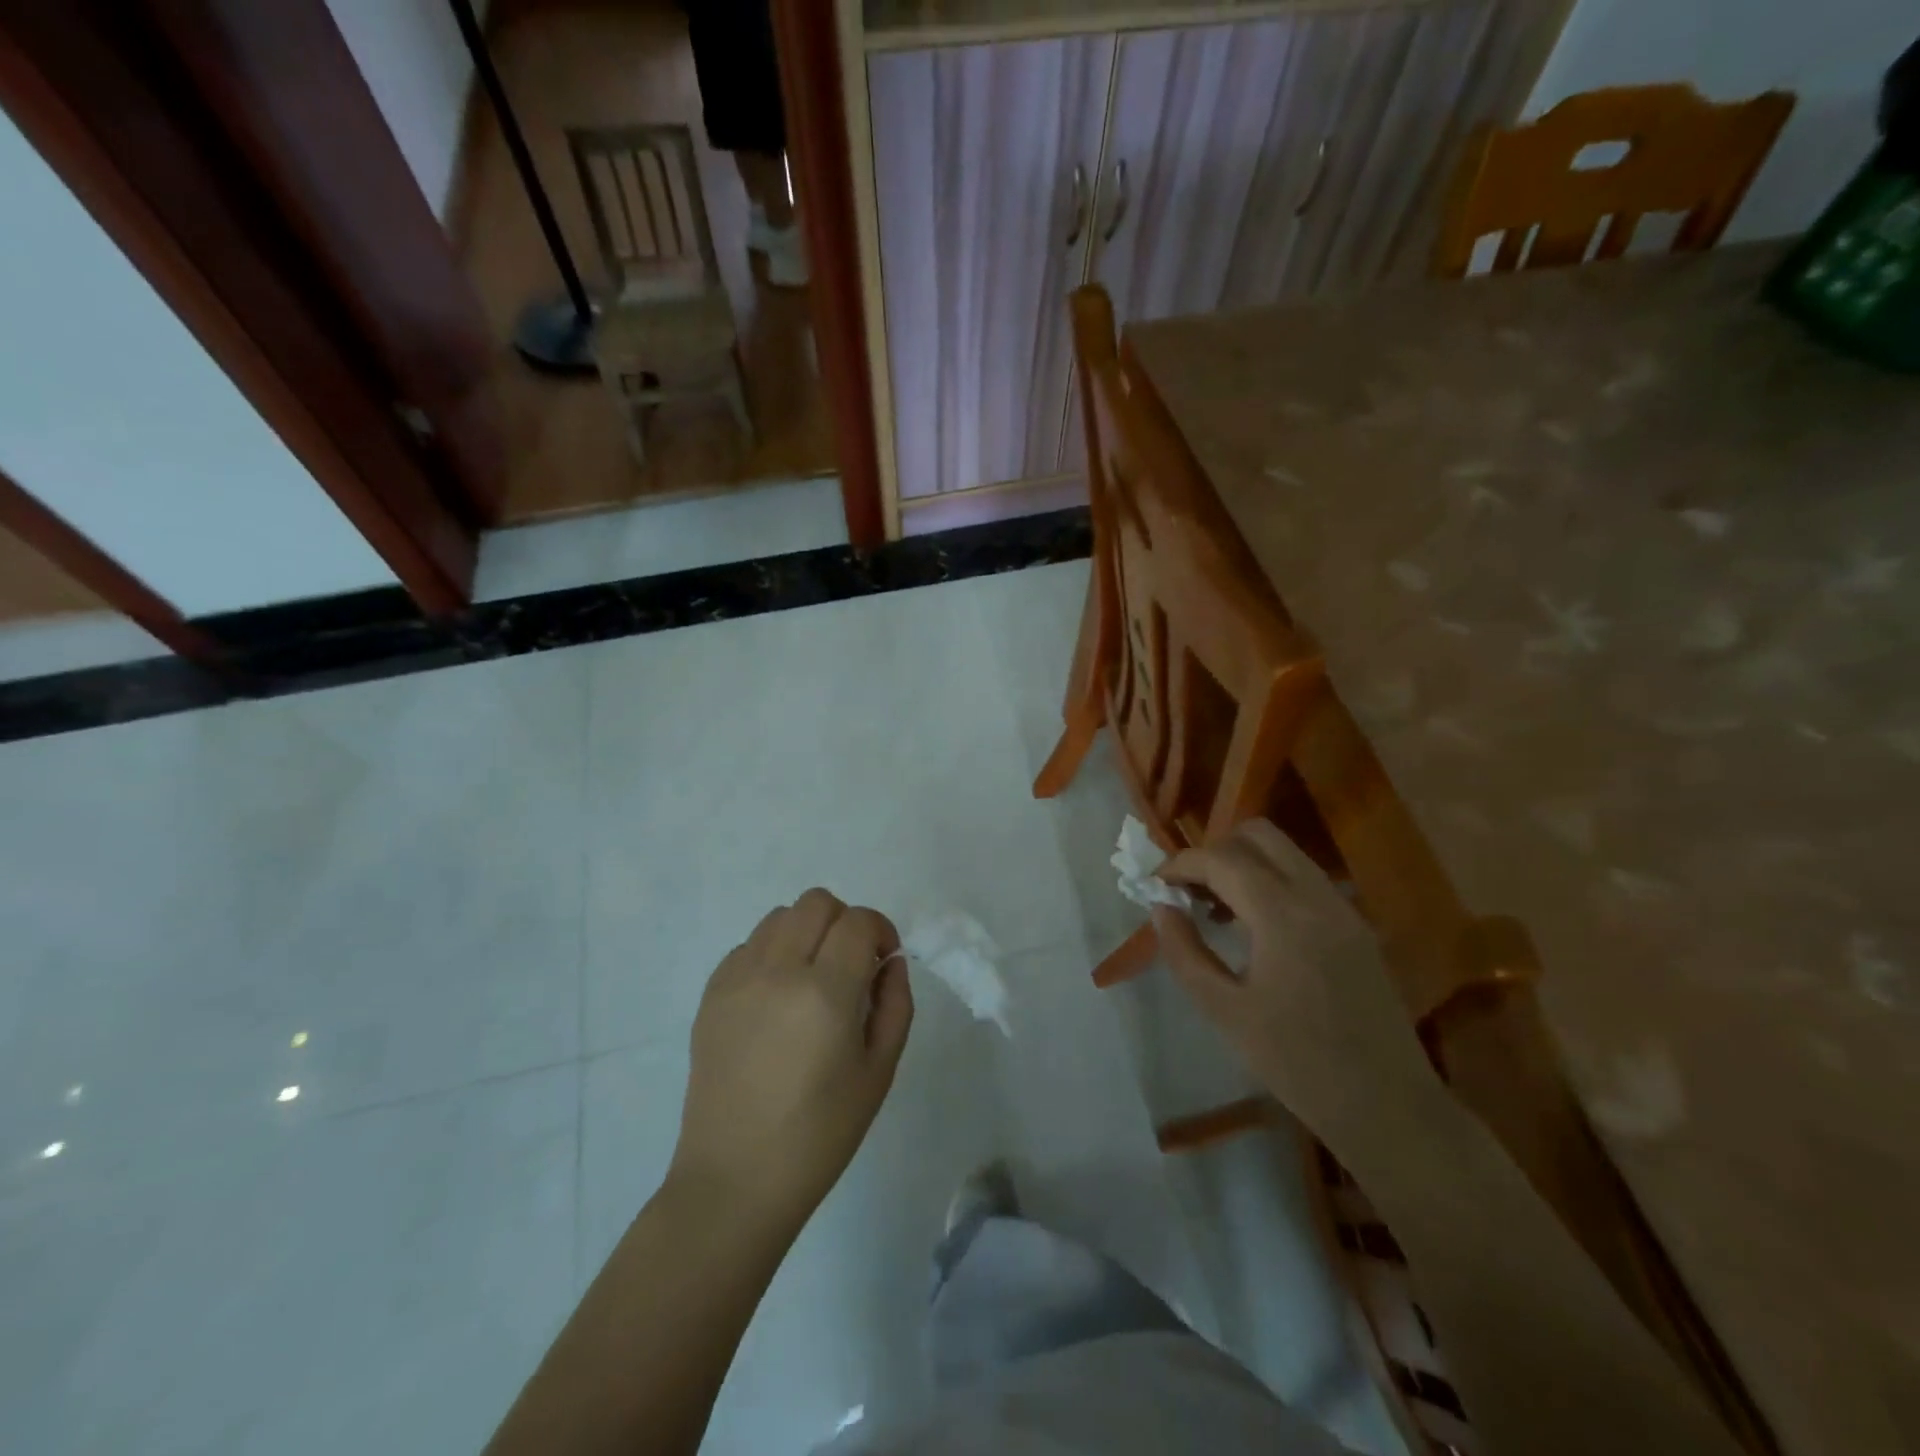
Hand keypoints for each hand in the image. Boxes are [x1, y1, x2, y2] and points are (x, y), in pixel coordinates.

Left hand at [670, 890, 912, 1230]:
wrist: (736, 1180)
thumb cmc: (820, 1134)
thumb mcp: (879, 1071)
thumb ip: (895, 1004)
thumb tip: (890, 961)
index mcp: (826, 993)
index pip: (858, 921)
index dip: (880, 930)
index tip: (884, 959)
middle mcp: (778, 972)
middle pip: (817, 903)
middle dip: (845, 922)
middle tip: (851, 965)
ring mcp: (738, 979)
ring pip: (780, 916)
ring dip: (807, 932)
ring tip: (812, 977)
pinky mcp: (712, 994)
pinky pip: (748, 945)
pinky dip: (772, 954)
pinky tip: (777, 998)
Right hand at [1151, 820, 1439, 1146]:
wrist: (1389, 1108)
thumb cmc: (1297, 1064)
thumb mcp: (1225, 1012)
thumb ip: (1185, 953)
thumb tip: (1161, 909)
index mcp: (1284, 916)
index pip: (1222, 860)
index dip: (1180, 864)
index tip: (1153, 885)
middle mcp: (1318, 897)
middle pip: (1258, 835)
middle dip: (1214, 851)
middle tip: (1188, 890)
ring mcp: (1343, 908)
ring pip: (1285, 853)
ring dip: (1243, 864)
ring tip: (1214, 908)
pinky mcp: (1356, 926)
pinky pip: (1304, 878)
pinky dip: (1270, 881)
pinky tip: (1253, 926)